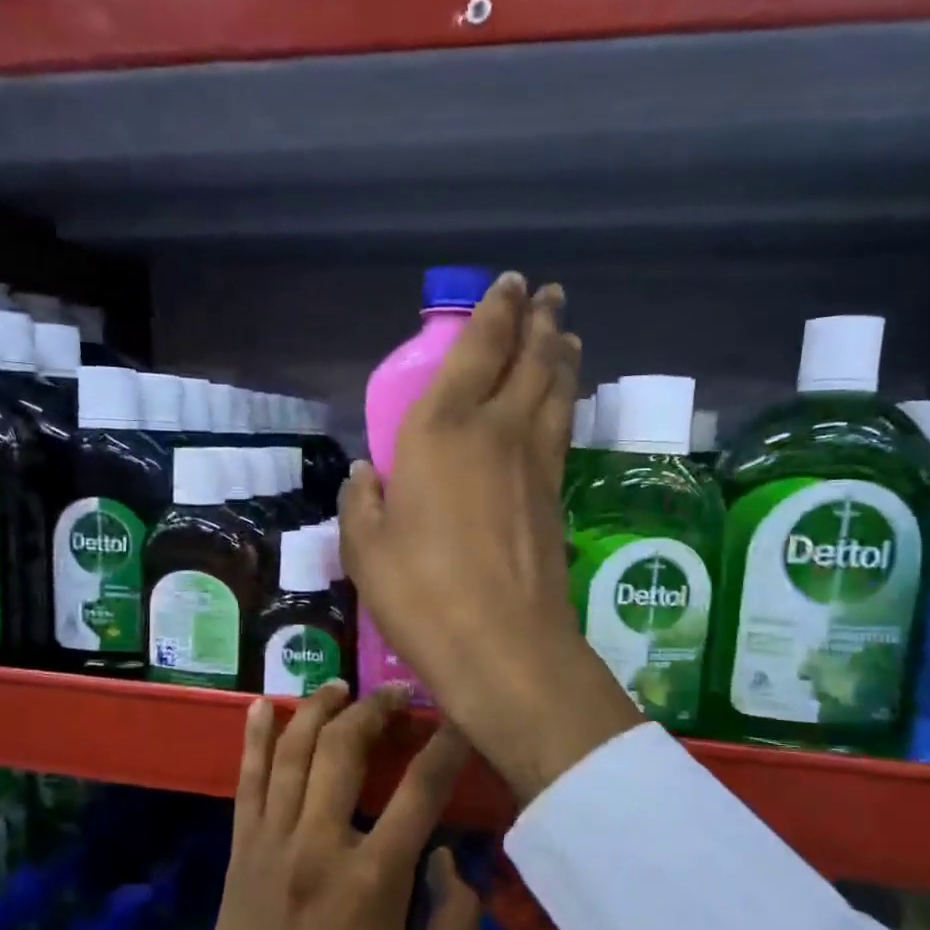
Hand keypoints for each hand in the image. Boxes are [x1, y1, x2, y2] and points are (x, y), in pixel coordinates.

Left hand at [138, 682, 481, 929]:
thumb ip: (458, 920)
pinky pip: (247, 783)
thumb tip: (448, 859)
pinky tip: (261, 706)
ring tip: (339, 686)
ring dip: (317, 710)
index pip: (421, 791)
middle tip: (397, 693)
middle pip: (346, 750)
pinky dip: (255, 740)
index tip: (459, 716)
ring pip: (294, 753)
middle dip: (375, 710)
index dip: (446, 746)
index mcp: (374, 879)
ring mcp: (273, 844)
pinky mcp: (241, 854)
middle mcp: (320, 845)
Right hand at [339, 273, 642, 804]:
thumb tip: (367, 474)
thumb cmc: (421, 593)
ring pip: (555, 389)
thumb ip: (364, 502)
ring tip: (565, 333)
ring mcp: (535, 462)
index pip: (476, 350)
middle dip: (538, 320)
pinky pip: (562, 428)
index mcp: (441, 429)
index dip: (495, 311)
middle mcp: (496, 429)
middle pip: (529, 358)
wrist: (503, 645)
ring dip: (560, 354)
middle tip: (548, 295)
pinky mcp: (556, 496)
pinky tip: (563, 400)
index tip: (510, 284)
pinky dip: (565, 400)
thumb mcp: (366, 549)